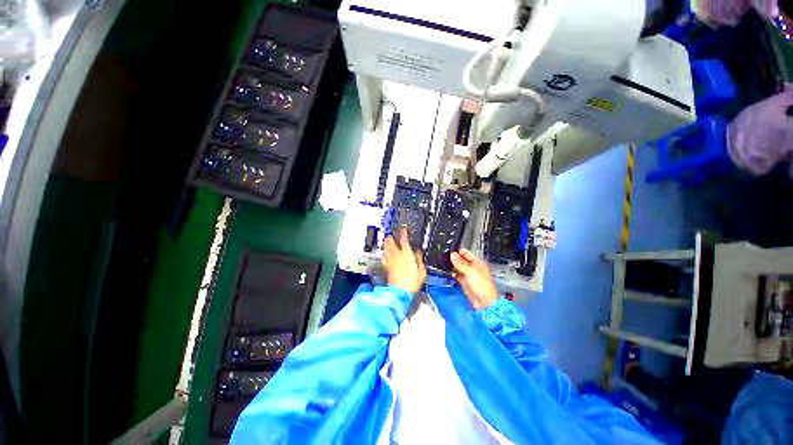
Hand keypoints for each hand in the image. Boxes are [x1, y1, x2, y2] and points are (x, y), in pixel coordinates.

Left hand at [382, 226, 425, 293]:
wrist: (400, 291)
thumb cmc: (412, 282)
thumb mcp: (421, 271)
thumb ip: (419, 259)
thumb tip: (418, 252)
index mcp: (407, 254)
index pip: (404, 240)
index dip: (403, 233)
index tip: (403, 229)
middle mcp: (397, 255)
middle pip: (392, 243)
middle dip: (391, 237)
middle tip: (391, 235)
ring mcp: (391, 261)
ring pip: (386, 249)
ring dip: (386, 243)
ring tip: (386, 240)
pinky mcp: (387, 267)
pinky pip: (384, 257)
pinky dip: (384, 253)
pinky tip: (384, 253)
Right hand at [450, 249, 498, 308]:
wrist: (484, 303)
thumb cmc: (481, 285)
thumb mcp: (470, 272)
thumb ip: (460, 263)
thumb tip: (452, 254)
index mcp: (477, 262)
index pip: (466, 253)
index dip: (458, 252)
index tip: (448, 251)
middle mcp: (472, 267)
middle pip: (461, 260)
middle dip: (454, 258)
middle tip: (444, 257)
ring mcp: (468, 275)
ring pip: (458, 267)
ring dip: (453, 266)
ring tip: (444, 263)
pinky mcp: (464, 282)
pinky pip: (457, 275)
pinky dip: (453, 273)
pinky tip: (448, 272)